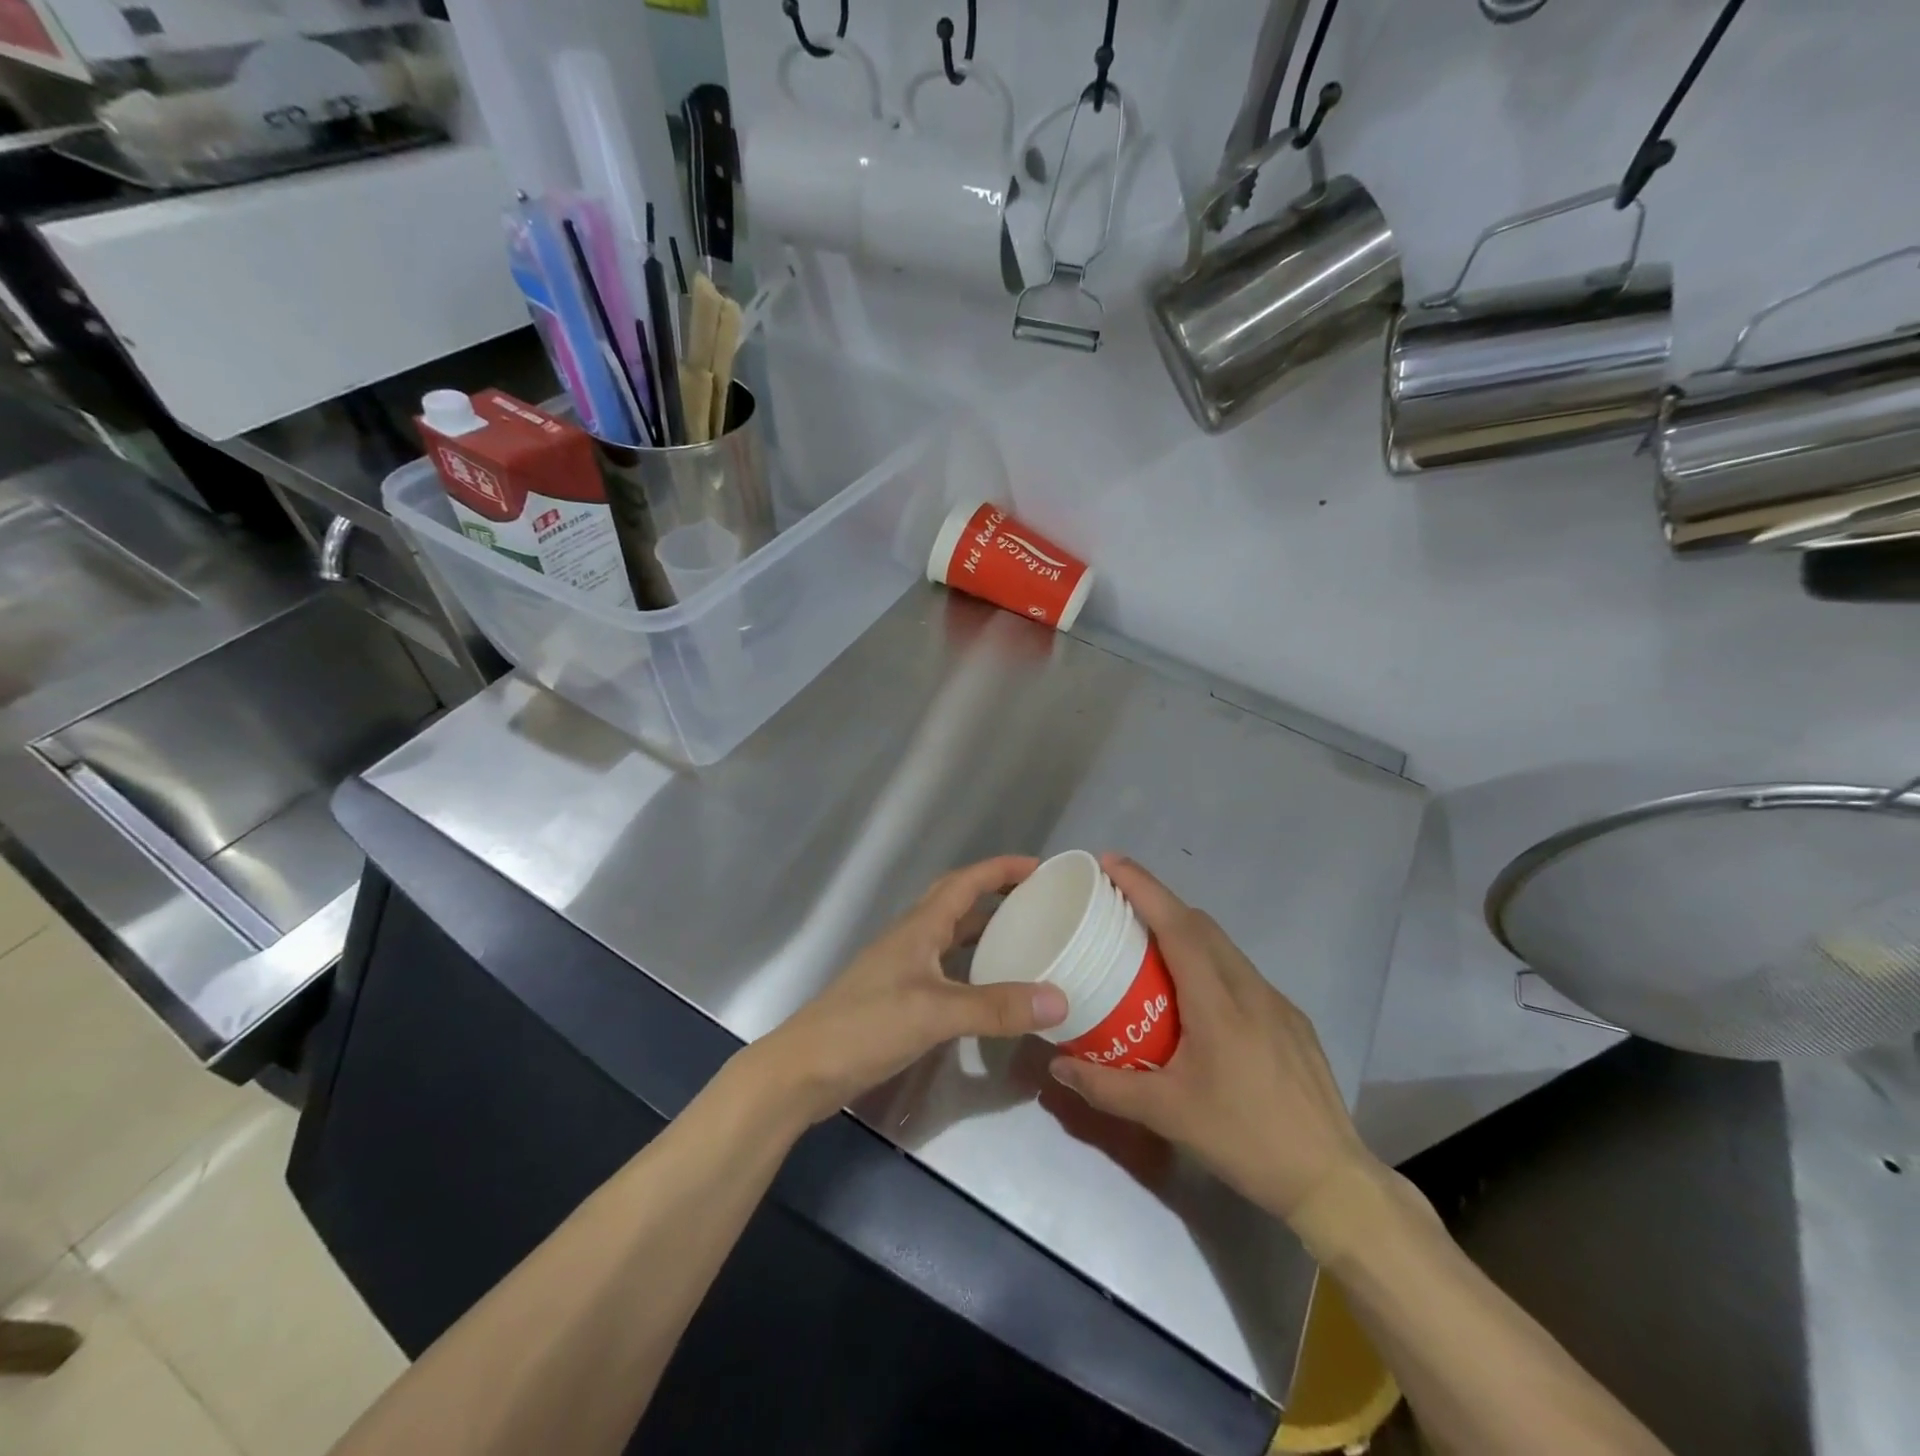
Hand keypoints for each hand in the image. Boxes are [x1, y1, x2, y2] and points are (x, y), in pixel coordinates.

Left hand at [747, 856, 1068, 1126]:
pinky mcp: (899, 998)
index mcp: (919, 927)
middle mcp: (912, 939)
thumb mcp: (935, 1014)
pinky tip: (990, 990)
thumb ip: (995, 1007)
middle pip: (958, 903)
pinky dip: (972, 969)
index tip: (1040, 868)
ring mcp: (903, 969)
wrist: (804, 1069)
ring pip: (952, 937)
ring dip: (986, 932)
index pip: (965, 882)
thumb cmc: (866, 1026)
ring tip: (1025, 942)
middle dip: (997, 895)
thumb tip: (1060, 1000)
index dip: (1001, 869)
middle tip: (1038, 903)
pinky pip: (946, 969)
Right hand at [1048, 857, 1378, 1221]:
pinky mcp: (1291, 1020)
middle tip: (1117, 904)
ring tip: (1148, 946)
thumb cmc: (1244, 1139)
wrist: (1330, 1179)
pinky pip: (1241, 973)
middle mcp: (1250, 989)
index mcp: (1219, 1003)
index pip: (1178, 926)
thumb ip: (1107, 1087)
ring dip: (1185, 932)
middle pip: (1200, 925)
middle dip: (1158, 903)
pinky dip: (1209, 962)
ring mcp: (1276, 1002)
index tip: (1110, 863)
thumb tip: (1058, 1066)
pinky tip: (1194, 997)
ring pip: (1224, 947)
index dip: (1143, 888)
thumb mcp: (1168, 1115)